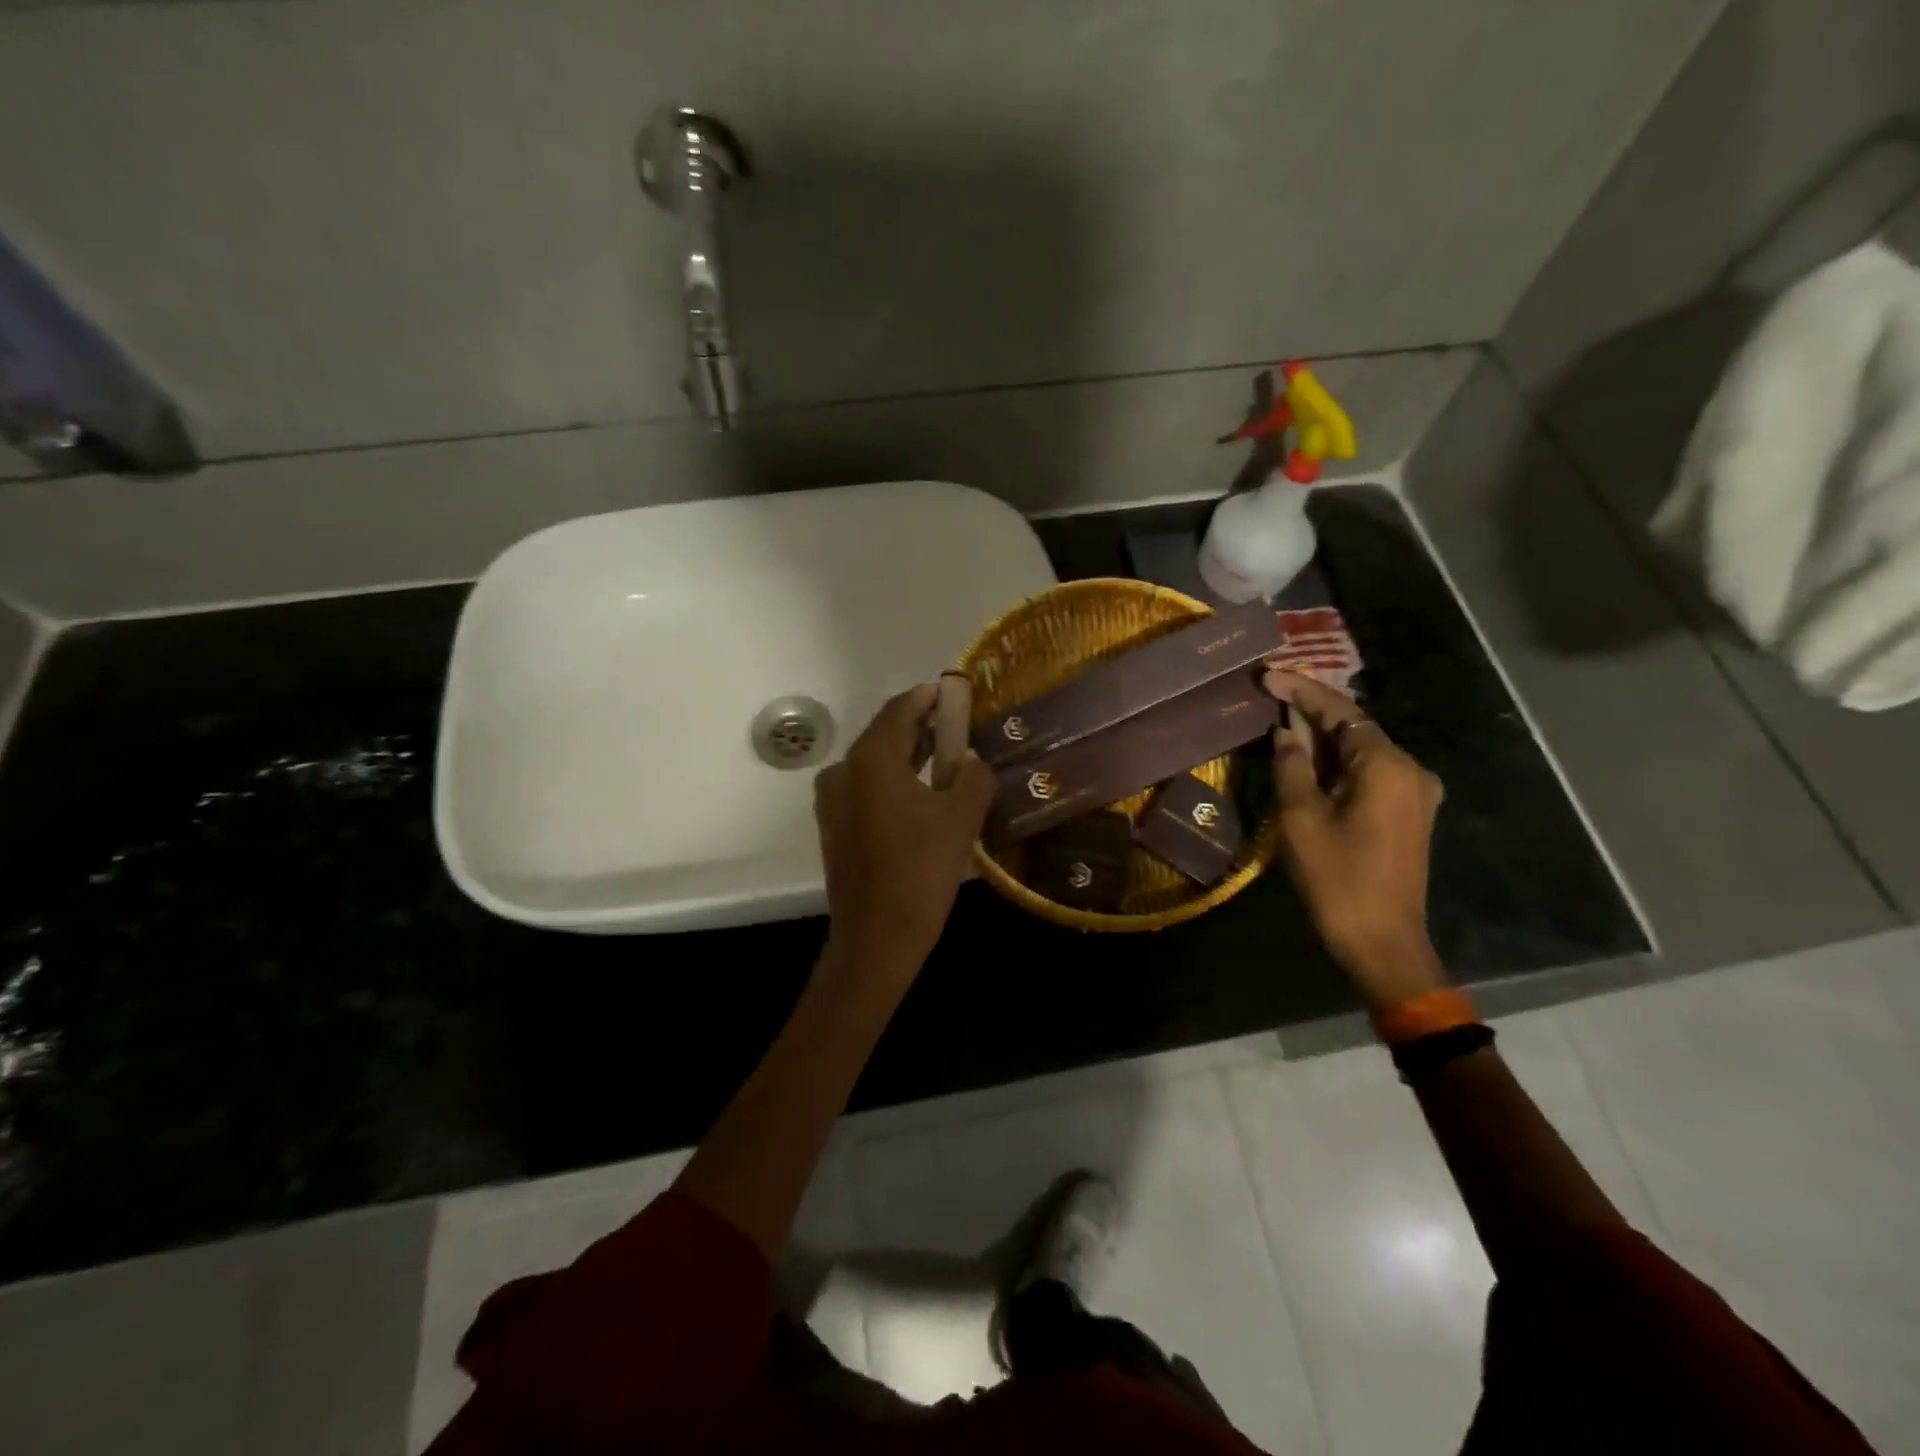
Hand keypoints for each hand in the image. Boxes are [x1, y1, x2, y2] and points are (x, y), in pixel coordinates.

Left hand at [814, 684, 997, 978]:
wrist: (877, 937)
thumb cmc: (921, 870)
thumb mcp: (962, 818)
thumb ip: (973, 776)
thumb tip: (971, 762)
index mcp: (871, 758)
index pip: (901, 710)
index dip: (928, 697)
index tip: (952, 691)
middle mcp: (843, 770)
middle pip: (885, 734)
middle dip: (920, 727)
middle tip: (956, 725)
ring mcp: (832, 799)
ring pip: (874, 763)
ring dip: (907, 755)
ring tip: (944, 756)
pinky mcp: (833, 825)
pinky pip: (865, 788)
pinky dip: (892, 780)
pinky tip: (920, 792)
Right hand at [1264, 669, 1448, 1009]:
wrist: (1382, 940)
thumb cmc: (1337, 878)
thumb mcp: (1301, 818)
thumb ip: (1293, 765)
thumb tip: (1286, 731)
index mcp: (1386, 766)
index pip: (1340, 711)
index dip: (1300, 689)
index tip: (1265, 674)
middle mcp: (1410, 770)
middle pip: (1354, 726)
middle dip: (1311, 709)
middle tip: (1268, 693)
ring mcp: (1414, 792)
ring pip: (1361, 749)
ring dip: (1323, 735)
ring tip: (1280, 719)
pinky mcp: (1408, 812)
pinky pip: (1368, 771)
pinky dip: (1337, 760)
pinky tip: (1308, 757)